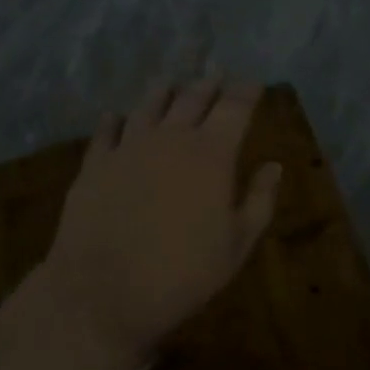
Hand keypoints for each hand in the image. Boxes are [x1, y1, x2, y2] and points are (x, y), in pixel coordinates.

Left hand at [35, 79, 281, 369]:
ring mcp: (128, 147)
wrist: (101, 294)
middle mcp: (171, 138)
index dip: (246, 92)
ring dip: (163, 91)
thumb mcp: (236, 245)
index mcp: (211, 154)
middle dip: (208, 85)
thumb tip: (273, 166)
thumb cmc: (181, 274)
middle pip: (192, 98)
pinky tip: (115, 116)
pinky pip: (106, 131)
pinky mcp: (95, 164)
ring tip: (170, 83)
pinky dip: (114, 120)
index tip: (253, 84)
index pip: (234, 108)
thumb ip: (259, 200)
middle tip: (216, 75)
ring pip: (149, 105)